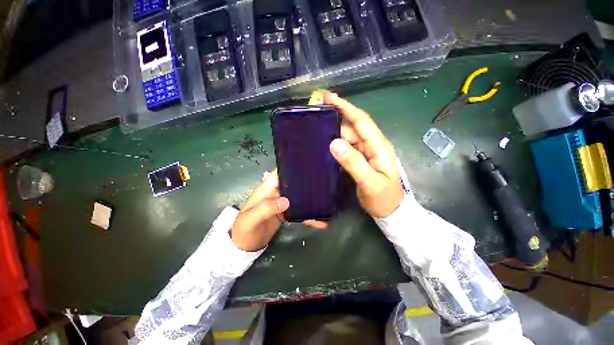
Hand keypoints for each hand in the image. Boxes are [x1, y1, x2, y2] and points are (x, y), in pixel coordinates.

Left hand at [231, 170, 326, 250]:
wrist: (244, 248)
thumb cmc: (243, 231)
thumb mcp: (250, 219)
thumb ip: (265, 208)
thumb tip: (286, 201)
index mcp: (266, 189)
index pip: (279, 173)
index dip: (291, 168)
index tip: (307, 167)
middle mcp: (276, 194)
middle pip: (292, 184)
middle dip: (305, 183)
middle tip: (323, 183)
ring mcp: (281, 204)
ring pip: (298, 197)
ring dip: (309, 200)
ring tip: (326, 202)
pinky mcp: (286, 214)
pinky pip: (299, 212)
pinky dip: (308, 216)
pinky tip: (320, 221)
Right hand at [324, 92, 402, 217]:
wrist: (391, 211)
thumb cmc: (383, 198)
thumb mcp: (370, 182)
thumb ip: (353, 162)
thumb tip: (334, 143)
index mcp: (379, 146)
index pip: (361, 121)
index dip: (346, 108)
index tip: (329, 98)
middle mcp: (373, 145)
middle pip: (353, 128)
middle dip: (336, 119)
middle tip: (316, 117)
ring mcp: (366, 152)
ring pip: (349, 137)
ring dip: (334, 132)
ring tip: (316, 132)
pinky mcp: (361, 159)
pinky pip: (347, 147)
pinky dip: (336, 144)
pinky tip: (325, 145)